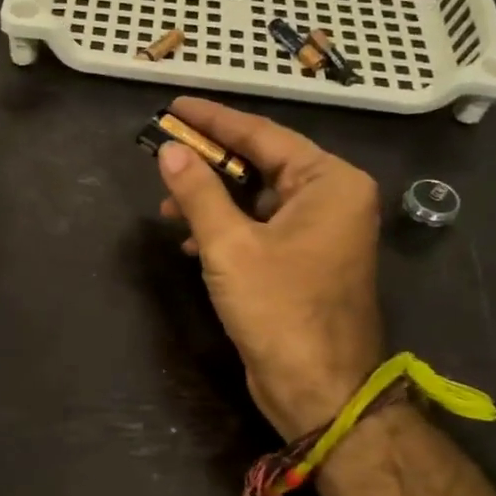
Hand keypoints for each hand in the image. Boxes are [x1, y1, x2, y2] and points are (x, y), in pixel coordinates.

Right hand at [157, 96, 383, 439]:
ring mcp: (320, 231)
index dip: (213, 119)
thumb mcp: (230, 245)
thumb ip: (198, 192)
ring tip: (168, 206)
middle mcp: (331, 198)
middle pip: (260, 162)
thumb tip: (169, 150)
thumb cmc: (280, 310)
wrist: (319, 390)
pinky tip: (191, 240)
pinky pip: (259, 226)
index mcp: (329, 182)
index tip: (174, 105)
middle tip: (164, 152)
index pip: (262, 134)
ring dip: (212, 199)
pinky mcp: (304, 260)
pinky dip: (226, 227)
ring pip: (256, 197)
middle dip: (209, 162)